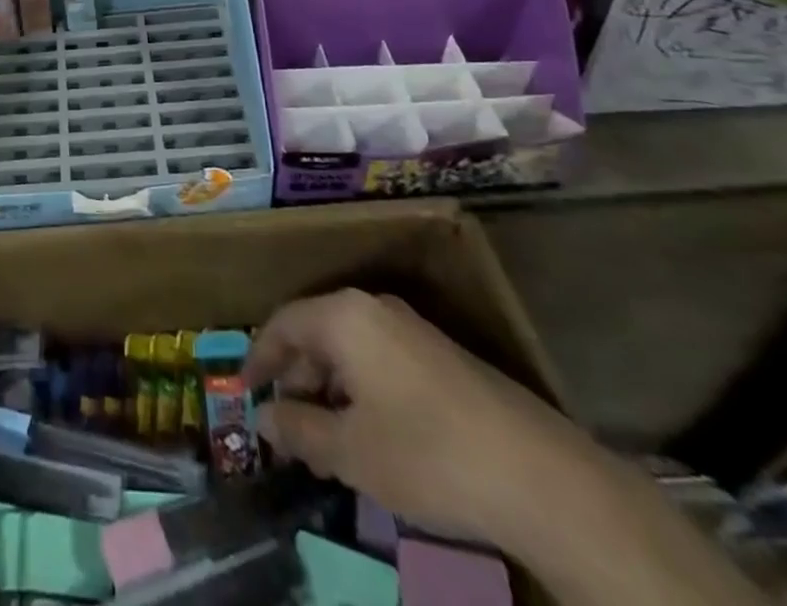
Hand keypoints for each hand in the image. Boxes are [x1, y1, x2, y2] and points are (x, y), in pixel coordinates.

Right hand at [246, 290, 590, 546]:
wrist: (541, 477)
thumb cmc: (427, 454)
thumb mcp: (351, 452)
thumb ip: (300, 430)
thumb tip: (264, 421)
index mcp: (345, 316)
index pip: (282, 323)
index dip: (259, 357)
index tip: (245, 392)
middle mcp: (374, 309)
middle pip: (316, 333)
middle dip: (295, 378)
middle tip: (284, 426)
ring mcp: (412, 330)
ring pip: (349, 349)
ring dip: (328, 389)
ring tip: (323, 440)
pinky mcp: (440, 357)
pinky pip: (379, 360)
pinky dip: (360, 391)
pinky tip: (368, 436)